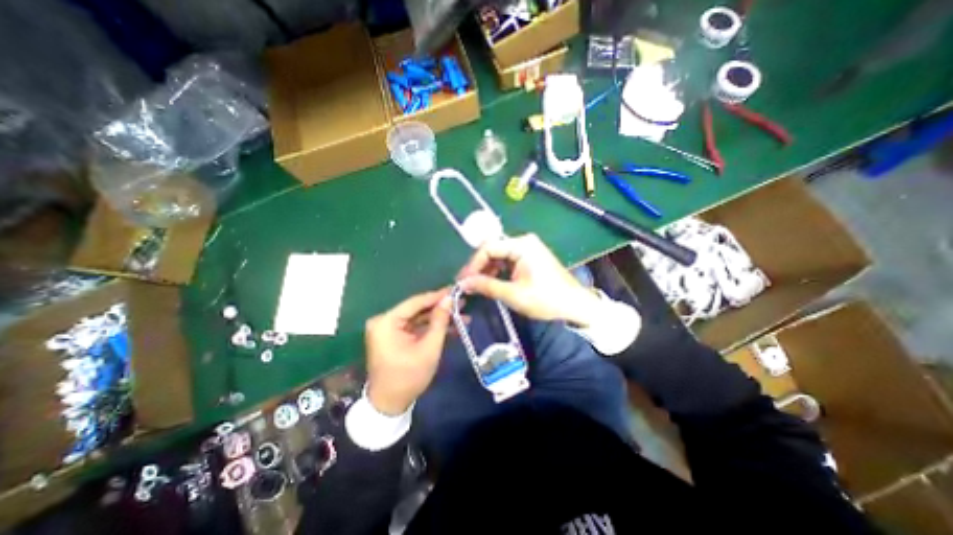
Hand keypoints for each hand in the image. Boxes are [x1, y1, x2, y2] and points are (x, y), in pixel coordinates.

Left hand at [366, 291, 453, 414]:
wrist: (390, 404)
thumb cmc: (409, 377)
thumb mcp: (429, 348)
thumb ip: (439, 321)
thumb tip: (449, 299)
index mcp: (386, 322)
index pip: (415, 302)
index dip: (437, 296)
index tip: (455, 290)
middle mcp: (384, 321)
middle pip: (417, 309)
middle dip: (441, 308)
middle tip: (462, 302)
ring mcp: (389, 329)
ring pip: (419, 318)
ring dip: (439, 318)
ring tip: (462, 315)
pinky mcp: (394, 336)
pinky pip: (415, 327)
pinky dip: (431, 328)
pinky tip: (451, 327)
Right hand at [459, 236, 597, 327]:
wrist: (575, 306)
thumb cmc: (546, 299)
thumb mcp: (513, 294)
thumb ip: (486, 286)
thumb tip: (463, 283)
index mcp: (522, 244)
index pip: (488, 248)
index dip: (473, 264)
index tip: (463, 280)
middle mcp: (524, 241)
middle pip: (493, 250)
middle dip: (479, 267)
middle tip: (467, 284)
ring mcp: (528, 249)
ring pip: (499, 256)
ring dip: (487, 271)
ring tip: (477, 286)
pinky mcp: (530, 258)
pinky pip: (508, 262)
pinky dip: (498, 272)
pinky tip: (492, 283)